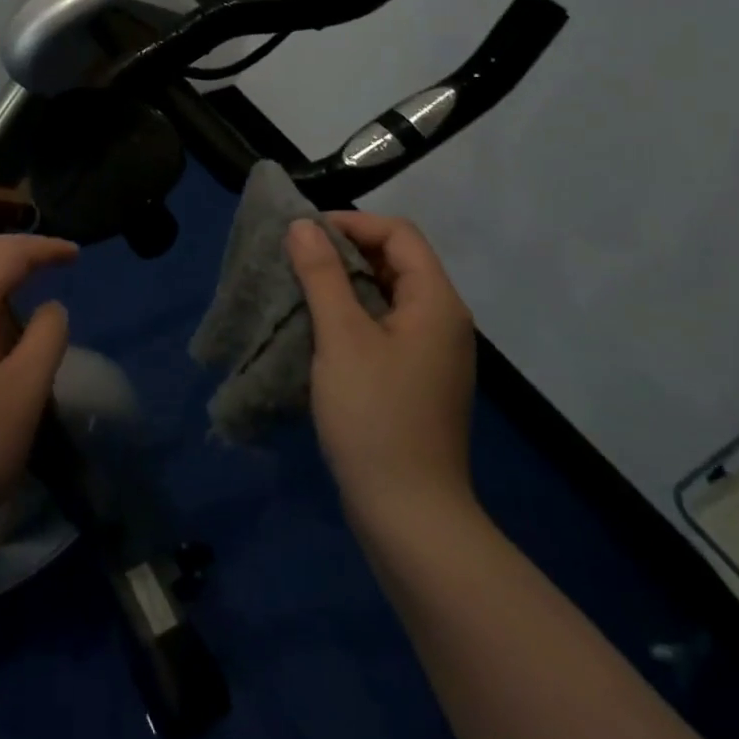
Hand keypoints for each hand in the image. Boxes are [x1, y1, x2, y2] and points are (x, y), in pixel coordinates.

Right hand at [286, 212, 476, 527]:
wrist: (409, 515)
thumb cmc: (375, 416)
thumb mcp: (342, 337)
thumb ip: (322, 275)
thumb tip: (303, 225)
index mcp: (436, 302)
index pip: (398, 234)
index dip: (352, 223)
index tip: (304, 234)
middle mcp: (442, 320)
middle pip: (395, 261)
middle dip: (344, 251)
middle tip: (296, 259)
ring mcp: (432, 353)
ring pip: (387, 295)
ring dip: (344, 284)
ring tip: (300, 288)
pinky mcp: (416, 379)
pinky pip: (384, 326)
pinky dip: (352, 315)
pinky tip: (319, 329)